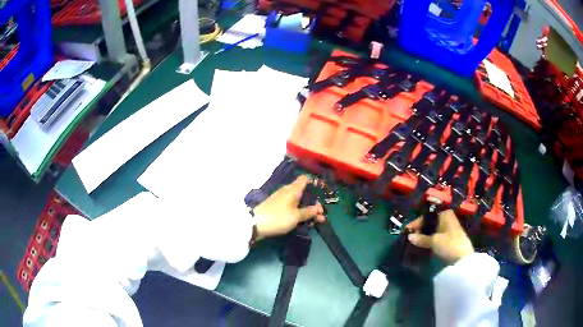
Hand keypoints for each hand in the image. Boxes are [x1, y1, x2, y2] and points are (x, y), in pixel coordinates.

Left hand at [253, 175, 325, 240]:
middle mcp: (287, 192)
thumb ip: (309, 212)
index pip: (305, 179)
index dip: (315, 183)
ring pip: (299, 202)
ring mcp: (282, 200)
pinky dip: (300, 213)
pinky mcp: (278, 208)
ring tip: (317, 221)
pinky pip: (292, 208)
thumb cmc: (278, 217)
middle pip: (304, 193)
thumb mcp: (296, 216)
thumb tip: (319, 208)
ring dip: (308, 210)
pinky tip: (305, 222)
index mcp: (293, 189)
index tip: (323, 192)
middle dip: (314, 202)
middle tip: (322, 214)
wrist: (256, 224)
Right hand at [406, 210, 473, 263]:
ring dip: (425, 235)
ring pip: (434, 230)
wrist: (463, 259)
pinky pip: (438, 236)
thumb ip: (422, 238)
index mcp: (445, 214)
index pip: (428, 216)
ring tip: (415, 241)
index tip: (407, 230)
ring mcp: (450, 229)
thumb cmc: (449, 244)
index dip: (417, 223)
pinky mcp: (451, 238)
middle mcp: (448, 219)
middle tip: (411, 237)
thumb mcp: (434, 241)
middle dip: (421, 229)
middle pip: (431, 222)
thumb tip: (409, 237)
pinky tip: (424, 245)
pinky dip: (430, 239)